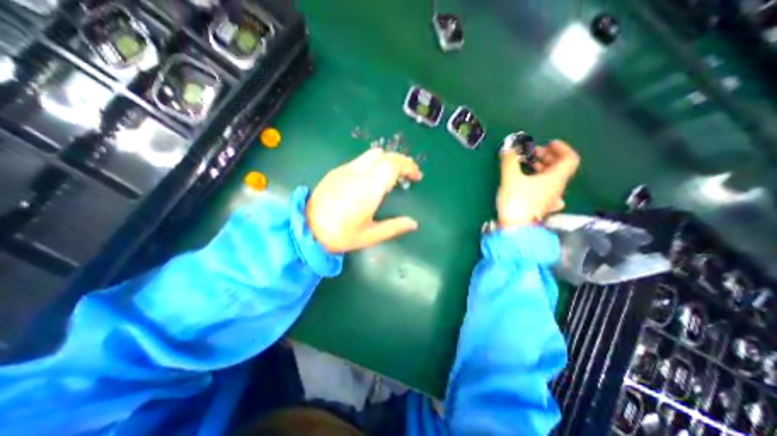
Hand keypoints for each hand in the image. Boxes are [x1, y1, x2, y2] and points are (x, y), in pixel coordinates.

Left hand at [304, 148, 423, 252]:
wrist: (307, 229)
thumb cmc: (340, 235)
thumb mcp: (370, 236)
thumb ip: (394, 227)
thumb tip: (413, 223)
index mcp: (367, 190)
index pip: (392, 165)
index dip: (408, 166)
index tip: (416, 177)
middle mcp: (357, 175)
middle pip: (384, 156)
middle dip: (400, 161)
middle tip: (407, 176)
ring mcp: (345, 171)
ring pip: (372, 155)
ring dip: (386, 161)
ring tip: (391, 176)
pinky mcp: (336, 171)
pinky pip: (360, 161)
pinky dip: (373, 164)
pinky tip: (371, 180)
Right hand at [500, 140, 578, 228]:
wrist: (515, 230)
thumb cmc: (516, 202)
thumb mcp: (510, 178)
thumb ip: (509, 161)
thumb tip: (508, 148)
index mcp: (555, 179)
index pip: (570, 158)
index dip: (561, 148)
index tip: (547, 143)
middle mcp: (556, 188)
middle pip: (559, 167)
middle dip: (545, 156)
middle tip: (529, 153)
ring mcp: (549, 199)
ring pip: (551, 179)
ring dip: (540, 168)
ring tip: (525, 166)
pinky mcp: (540, 206)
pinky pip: (544, 189)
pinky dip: (537, 181)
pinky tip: (528, 183)